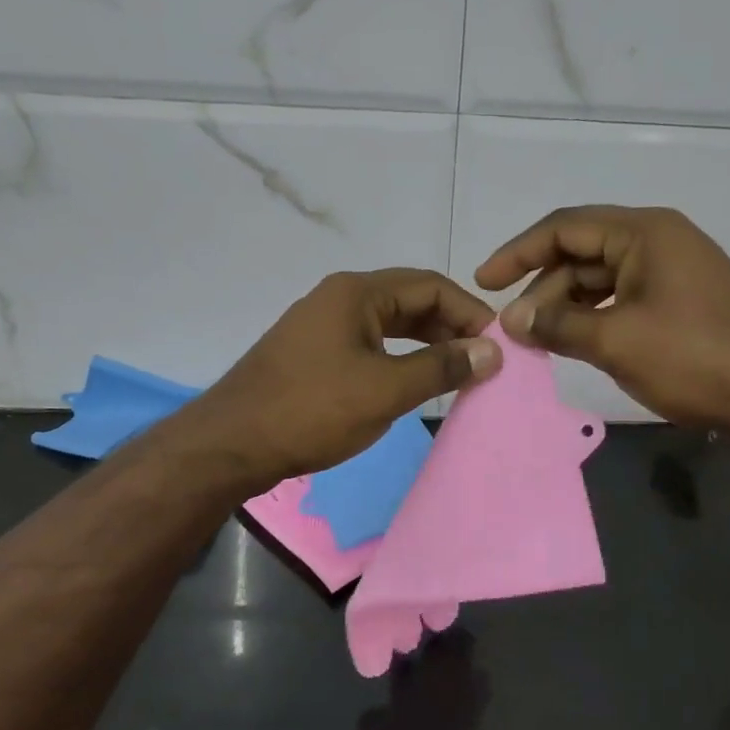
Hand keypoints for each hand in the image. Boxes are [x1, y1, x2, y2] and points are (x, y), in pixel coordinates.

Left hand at [180, 269, 500, 489]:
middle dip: (450, 326)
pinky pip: (370, 343)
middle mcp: (340, 298)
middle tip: (483, 359)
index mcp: (357, 293)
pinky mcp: (314, 353)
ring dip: (426, 343)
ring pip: (390, 324)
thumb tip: (492, 351)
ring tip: (458, 371)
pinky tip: (414, 380)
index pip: (430, 286)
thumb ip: (441, 367)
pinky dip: (399, 357)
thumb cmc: (312, 410)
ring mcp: (323, 325)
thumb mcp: (386, 389)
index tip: (498, 343)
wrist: (232, 444)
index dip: (470, 311)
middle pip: (410, 300)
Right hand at [475, 206, 729, 432]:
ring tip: (538, 341)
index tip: (483, 281)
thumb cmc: (698, 357)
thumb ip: (558, 325)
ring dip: (566, 307)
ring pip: (601, 279)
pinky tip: (576, 343)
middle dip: (542, 289)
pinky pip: (623, 299)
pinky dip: (595, 318)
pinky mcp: (683, 302)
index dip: (518, 252)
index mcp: (643, 232)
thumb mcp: (618, 341)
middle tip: (513, 329)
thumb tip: (511, 320)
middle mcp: (658, 241)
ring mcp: (674, 271)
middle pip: (581, 253)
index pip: (564, 227)